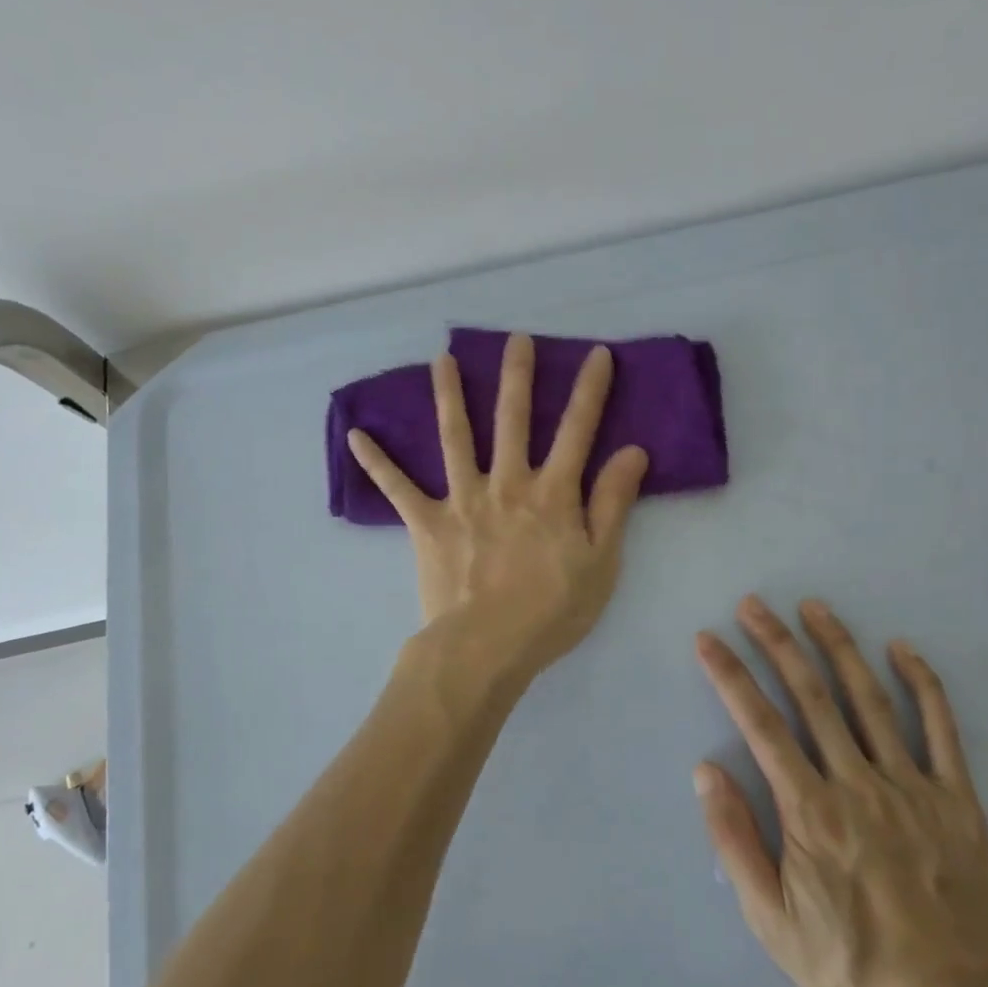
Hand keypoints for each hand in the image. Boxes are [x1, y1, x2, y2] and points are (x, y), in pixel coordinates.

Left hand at [347, 333, 647, 680]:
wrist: (486, 648)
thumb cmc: (551, 611)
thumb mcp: (601, 562)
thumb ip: (612, 503)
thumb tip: (632, 451)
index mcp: (551, 493)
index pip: (577, 430)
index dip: (589, 390)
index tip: (595, 353)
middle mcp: (506, 483)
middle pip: (513, 419)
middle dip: (517, 375)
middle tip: (515, 338)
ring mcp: (462, 499)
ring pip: (454, 436)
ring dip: (448, 395)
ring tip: (442, 359)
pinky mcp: (427, 522)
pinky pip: (397, 488)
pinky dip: (376, 462)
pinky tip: (355, 434)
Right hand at [693, 596, 987, 986]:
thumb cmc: (853, 966)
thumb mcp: (773, 922)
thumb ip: (736, 842)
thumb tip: (707, 771)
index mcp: (811, 813)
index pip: (760, 725)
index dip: (730, 676)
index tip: (708, 639)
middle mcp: (859, 787)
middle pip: (810, 697)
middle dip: (776, 643)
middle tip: (753, 604)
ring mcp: (914, 790)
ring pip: (869, 700)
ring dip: (837, 647)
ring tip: (813, 607)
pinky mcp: (960, 802)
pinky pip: (942, 731)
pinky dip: (923, 685)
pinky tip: (902, 649)